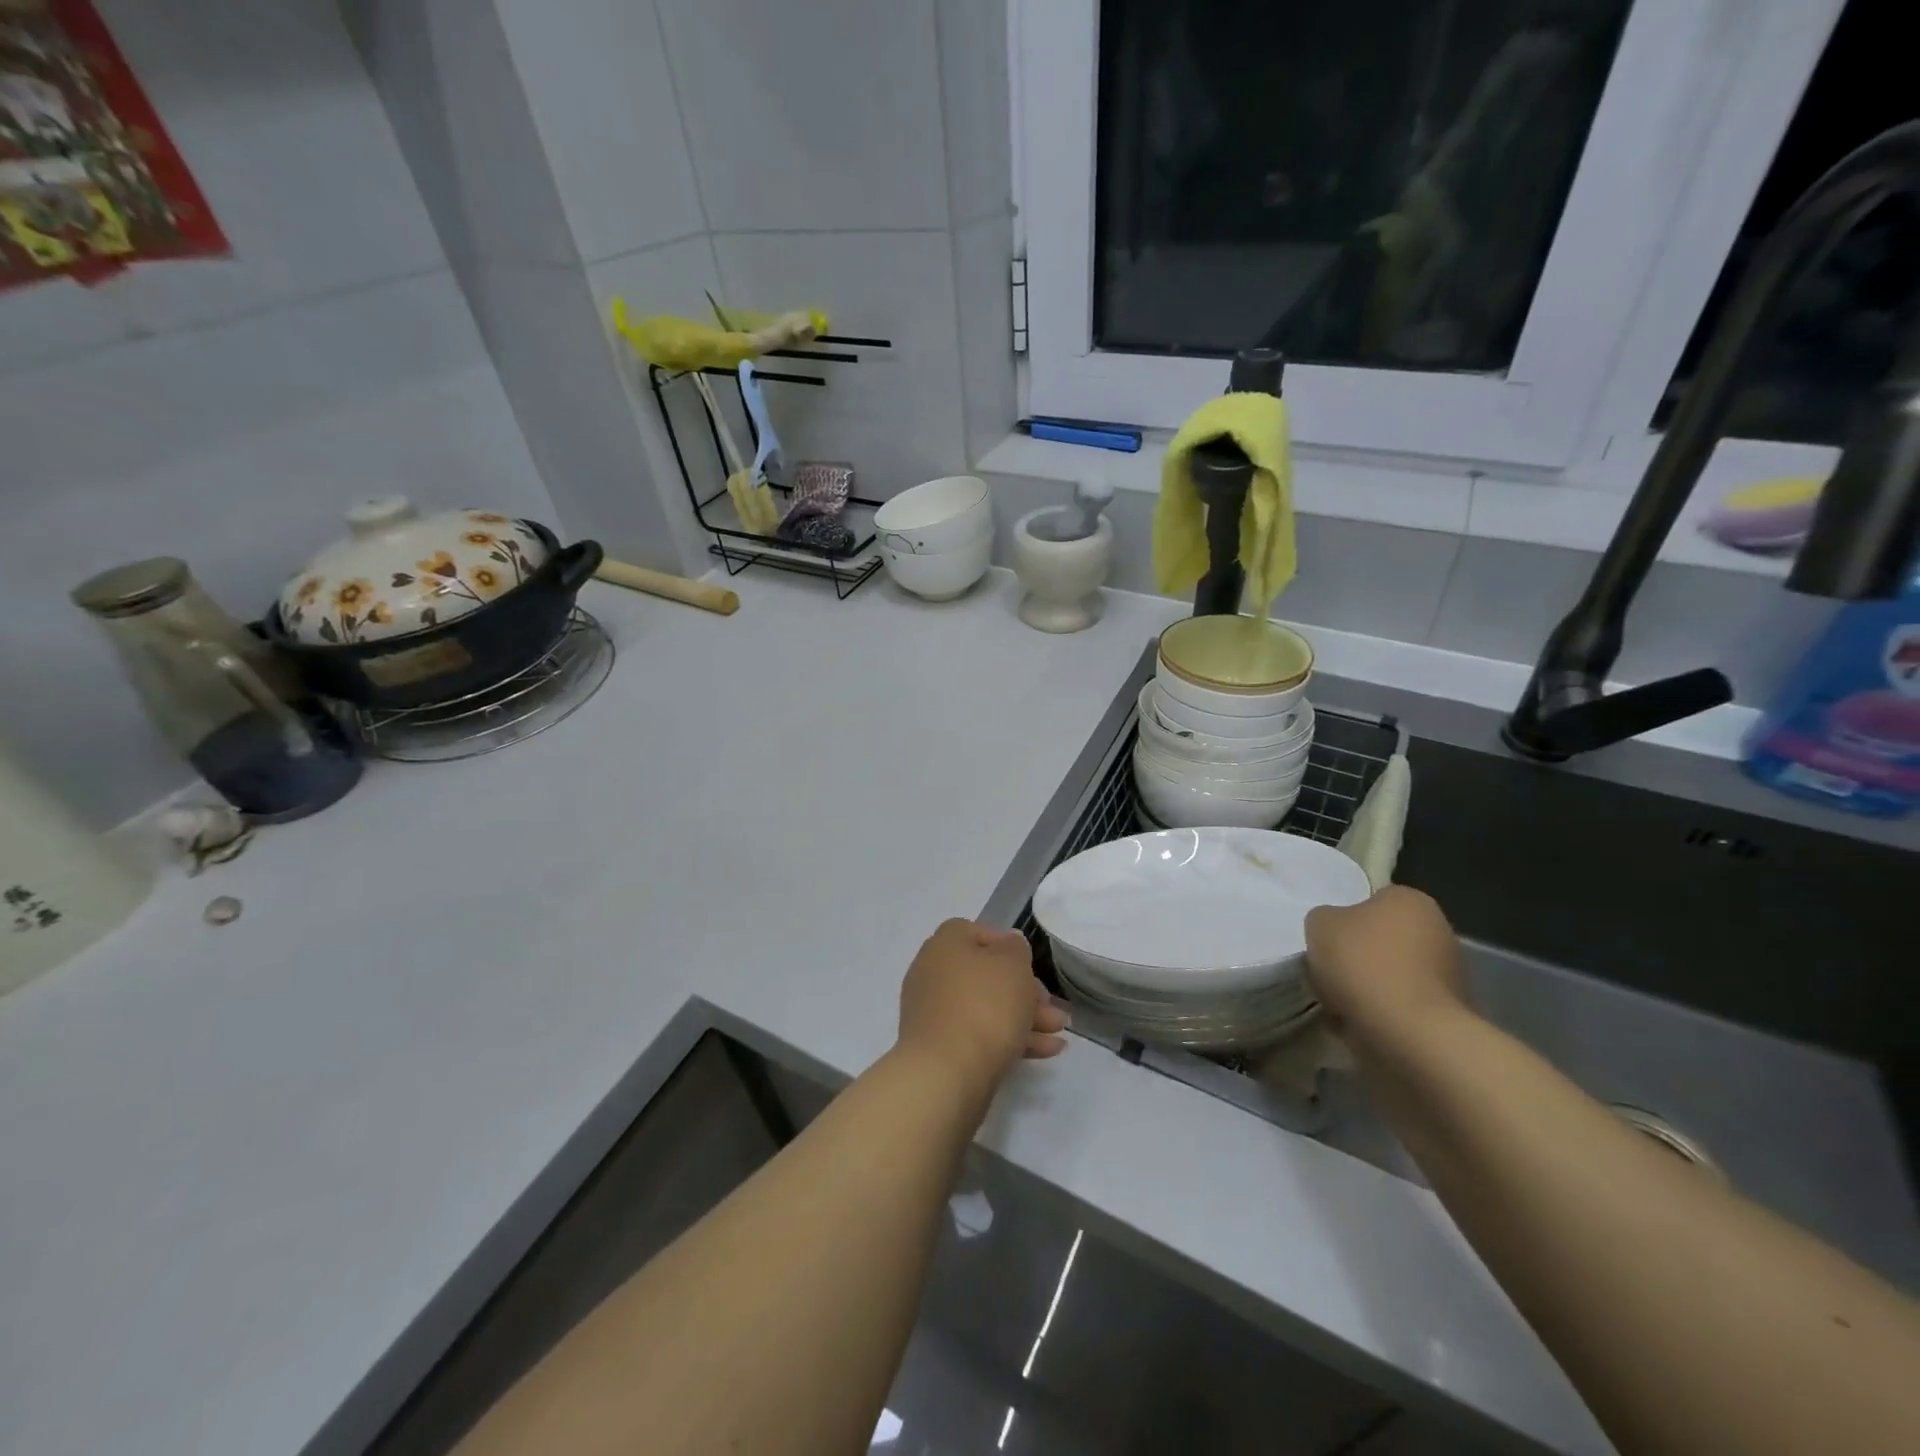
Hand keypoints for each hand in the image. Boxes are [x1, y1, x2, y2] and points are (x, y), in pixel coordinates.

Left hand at [897, 920, 1067, 1095]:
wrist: (947, 1072)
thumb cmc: (984, 1004)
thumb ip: (1015, 948)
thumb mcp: (1013, 964)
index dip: (1007, 945)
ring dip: (1024, 1017)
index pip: (975, 932)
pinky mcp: (941, 1048)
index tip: (1031, 965)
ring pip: (986, 1007)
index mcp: (945, 945)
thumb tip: (1007, 945)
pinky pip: (979, 1034)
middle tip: (1052, 1007)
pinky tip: (1045, 1051)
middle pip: (985, 975)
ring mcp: (935, 1013)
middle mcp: (934, 973)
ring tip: (1058, 1033)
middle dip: (1025, 991)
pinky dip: (1010, 1039)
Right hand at [1303, 886, 1468, 1048]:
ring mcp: (1449, 974)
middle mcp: (1439, 930)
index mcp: (1411, 900)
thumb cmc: (1363, 963)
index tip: (1328, 942)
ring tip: (1339, 1005)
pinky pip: (1401, 1005)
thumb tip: (1337, 931)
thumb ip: (1325, 919)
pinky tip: (1359, 1024)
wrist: (1408, 1033)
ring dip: (1367, 987)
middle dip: (1357, 957)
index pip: (1371, 901)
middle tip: (1329, 973)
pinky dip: (1381, 1013)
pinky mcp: (1449, 1014)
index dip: (1344, 921)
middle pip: (1382, 939)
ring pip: (1390, 974)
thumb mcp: (1319, 924)